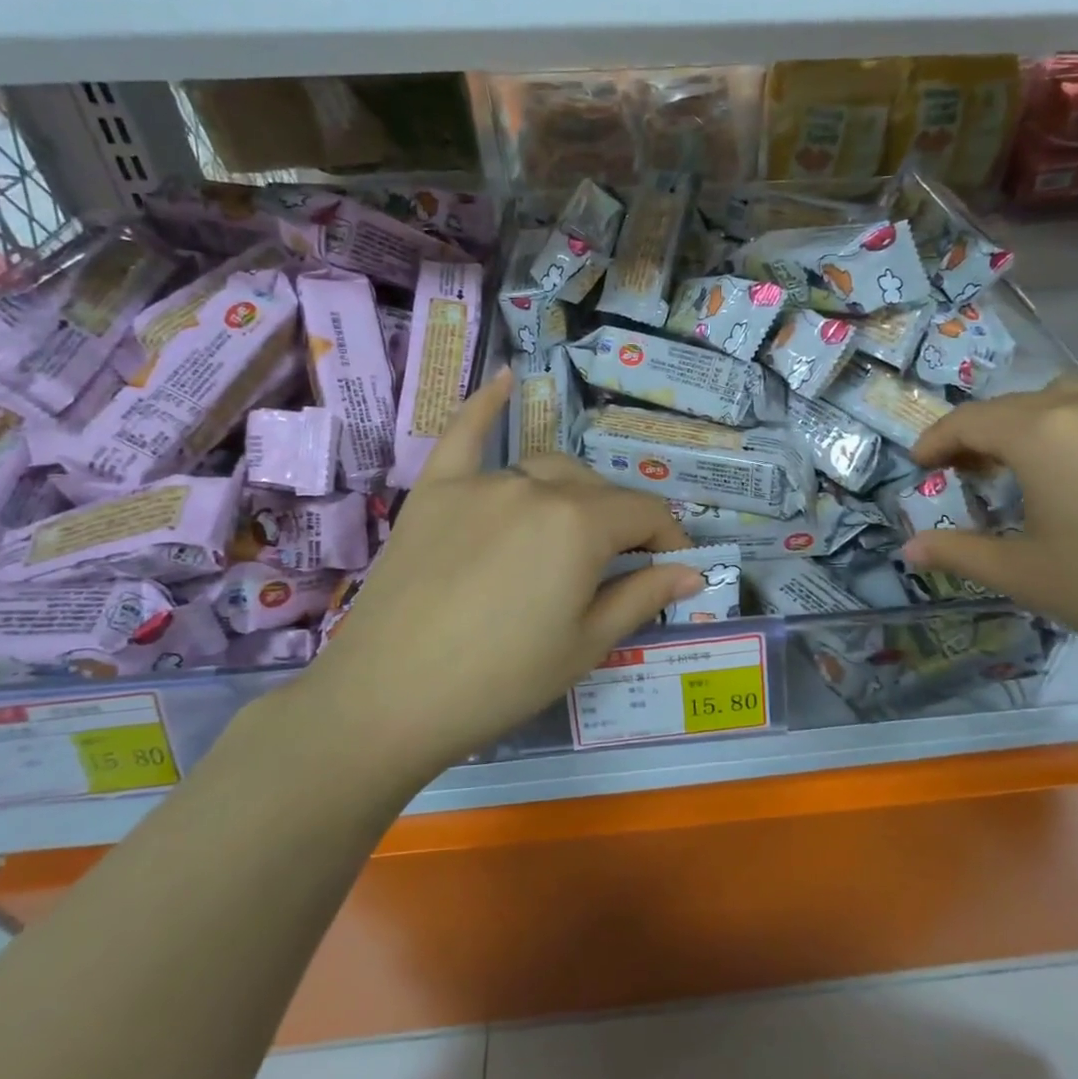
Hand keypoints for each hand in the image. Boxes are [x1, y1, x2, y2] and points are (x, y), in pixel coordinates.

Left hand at [307, 369, 703, 778]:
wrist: (385, 701)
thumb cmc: (500, 682)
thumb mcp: (585, 645)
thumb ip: (643, 596)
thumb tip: (693, 571)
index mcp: (579, 524)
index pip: (644, 513)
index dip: (668, 538)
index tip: (675, 567)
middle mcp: (535, 487)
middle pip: (597, 489)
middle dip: (621, 522)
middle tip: (621, 566)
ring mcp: (480, 483)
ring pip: (545, 469)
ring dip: (572, 494)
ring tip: (574, 529)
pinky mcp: (434, 490)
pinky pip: (464, 435)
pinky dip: (486, 405)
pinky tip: (505, 377)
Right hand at [902, 356, 1077, 688]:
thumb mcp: (1024, 576)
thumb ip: (958, 553)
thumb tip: (908, 548)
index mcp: (1041, 435)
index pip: (969, 422)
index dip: (936, 440)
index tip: (921, 464)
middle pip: (1015, 406)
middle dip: (982, 436)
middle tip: (972, 476)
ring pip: (1071, 389)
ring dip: (1040, 416)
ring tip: (1040, 453)